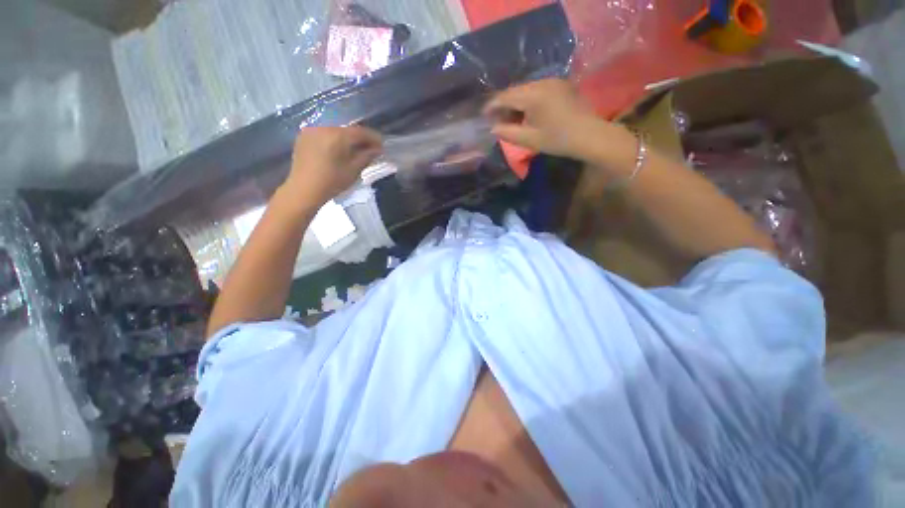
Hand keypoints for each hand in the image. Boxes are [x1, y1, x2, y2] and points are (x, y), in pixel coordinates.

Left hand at [284, 126, 382, 206]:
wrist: (304, 189)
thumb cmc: (332, 182)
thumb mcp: (354, 170)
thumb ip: (367, 156)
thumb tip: (378, 149)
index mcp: (338, 135)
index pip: (360, 132)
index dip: (373, 137)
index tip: (382, 145)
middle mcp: (324, 127)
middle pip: (347, 130)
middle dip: (360, 138)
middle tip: (370, 148)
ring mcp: (312, 130)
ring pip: (335, 131)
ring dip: (347, 138)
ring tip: (354, 149)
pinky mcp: (304, 136)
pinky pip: (324, 133)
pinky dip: (334, 139)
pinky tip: (338, 150)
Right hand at [484, 79, 634, 167]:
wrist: (590, 136)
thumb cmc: (558, 140)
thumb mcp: (529, 140)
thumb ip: (508, 133)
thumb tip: (493, 128)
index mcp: (533, 95)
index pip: (505, 96)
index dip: (492, 105)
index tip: (483, 115)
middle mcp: (542, 82)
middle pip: (515, 91)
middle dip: (504, 105)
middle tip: (497, 121)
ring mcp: (553, 81)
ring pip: (526, 89)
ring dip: (516, 103)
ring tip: (512, 119)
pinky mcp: (561, 85)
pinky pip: (537, 89)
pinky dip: (528, 100)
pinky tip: (527, 114)